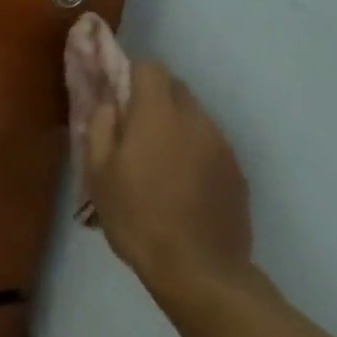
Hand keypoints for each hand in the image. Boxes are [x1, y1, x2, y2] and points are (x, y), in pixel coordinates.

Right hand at [70, 32, 252, 294]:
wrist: (198, 269)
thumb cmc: (136, 216)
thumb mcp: (98, 172)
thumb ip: (100, 127)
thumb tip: (109, 104)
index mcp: (158, 115)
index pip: (151, 67)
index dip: (131, 73)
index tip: (117, 95)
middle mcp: (196, 120)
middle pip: (176, 88)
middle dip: (153, 97)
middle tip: (132, 129)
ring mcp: (222, 146)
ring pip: (194, 116)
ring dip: (174, 125)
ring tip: (157, 161)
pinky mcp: (237, 172)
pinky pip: (210, 144)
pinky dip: (193, 150)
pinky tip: (180, 183)